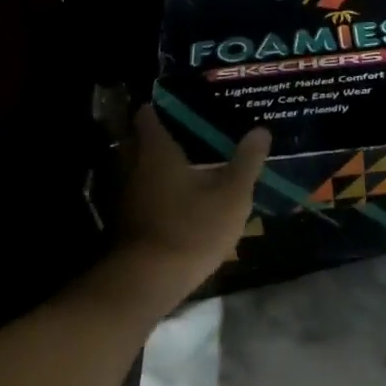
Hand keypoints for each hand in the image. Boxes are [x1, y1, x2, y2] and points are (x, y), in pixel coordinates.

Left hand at [112, 104, 270, 303]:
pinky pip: (138, 191)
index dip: (161, 106)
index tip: (182, 103)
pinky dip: (153, 188)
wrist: (147, 282)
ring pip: (137, 167)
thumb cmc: (191, 228)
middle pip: (138, 139)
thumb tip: (261, 129)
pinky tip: (177, 197)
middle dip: (160, 134)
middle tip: (190, 132)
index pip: (147, 114)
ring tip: (188, 163)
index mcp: (155, 149)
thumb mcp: (231, 195)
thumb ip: (246, 161)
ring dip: (156, 164)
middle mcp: (131, 164)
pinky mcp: (124, 220)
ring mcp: (123, 194)